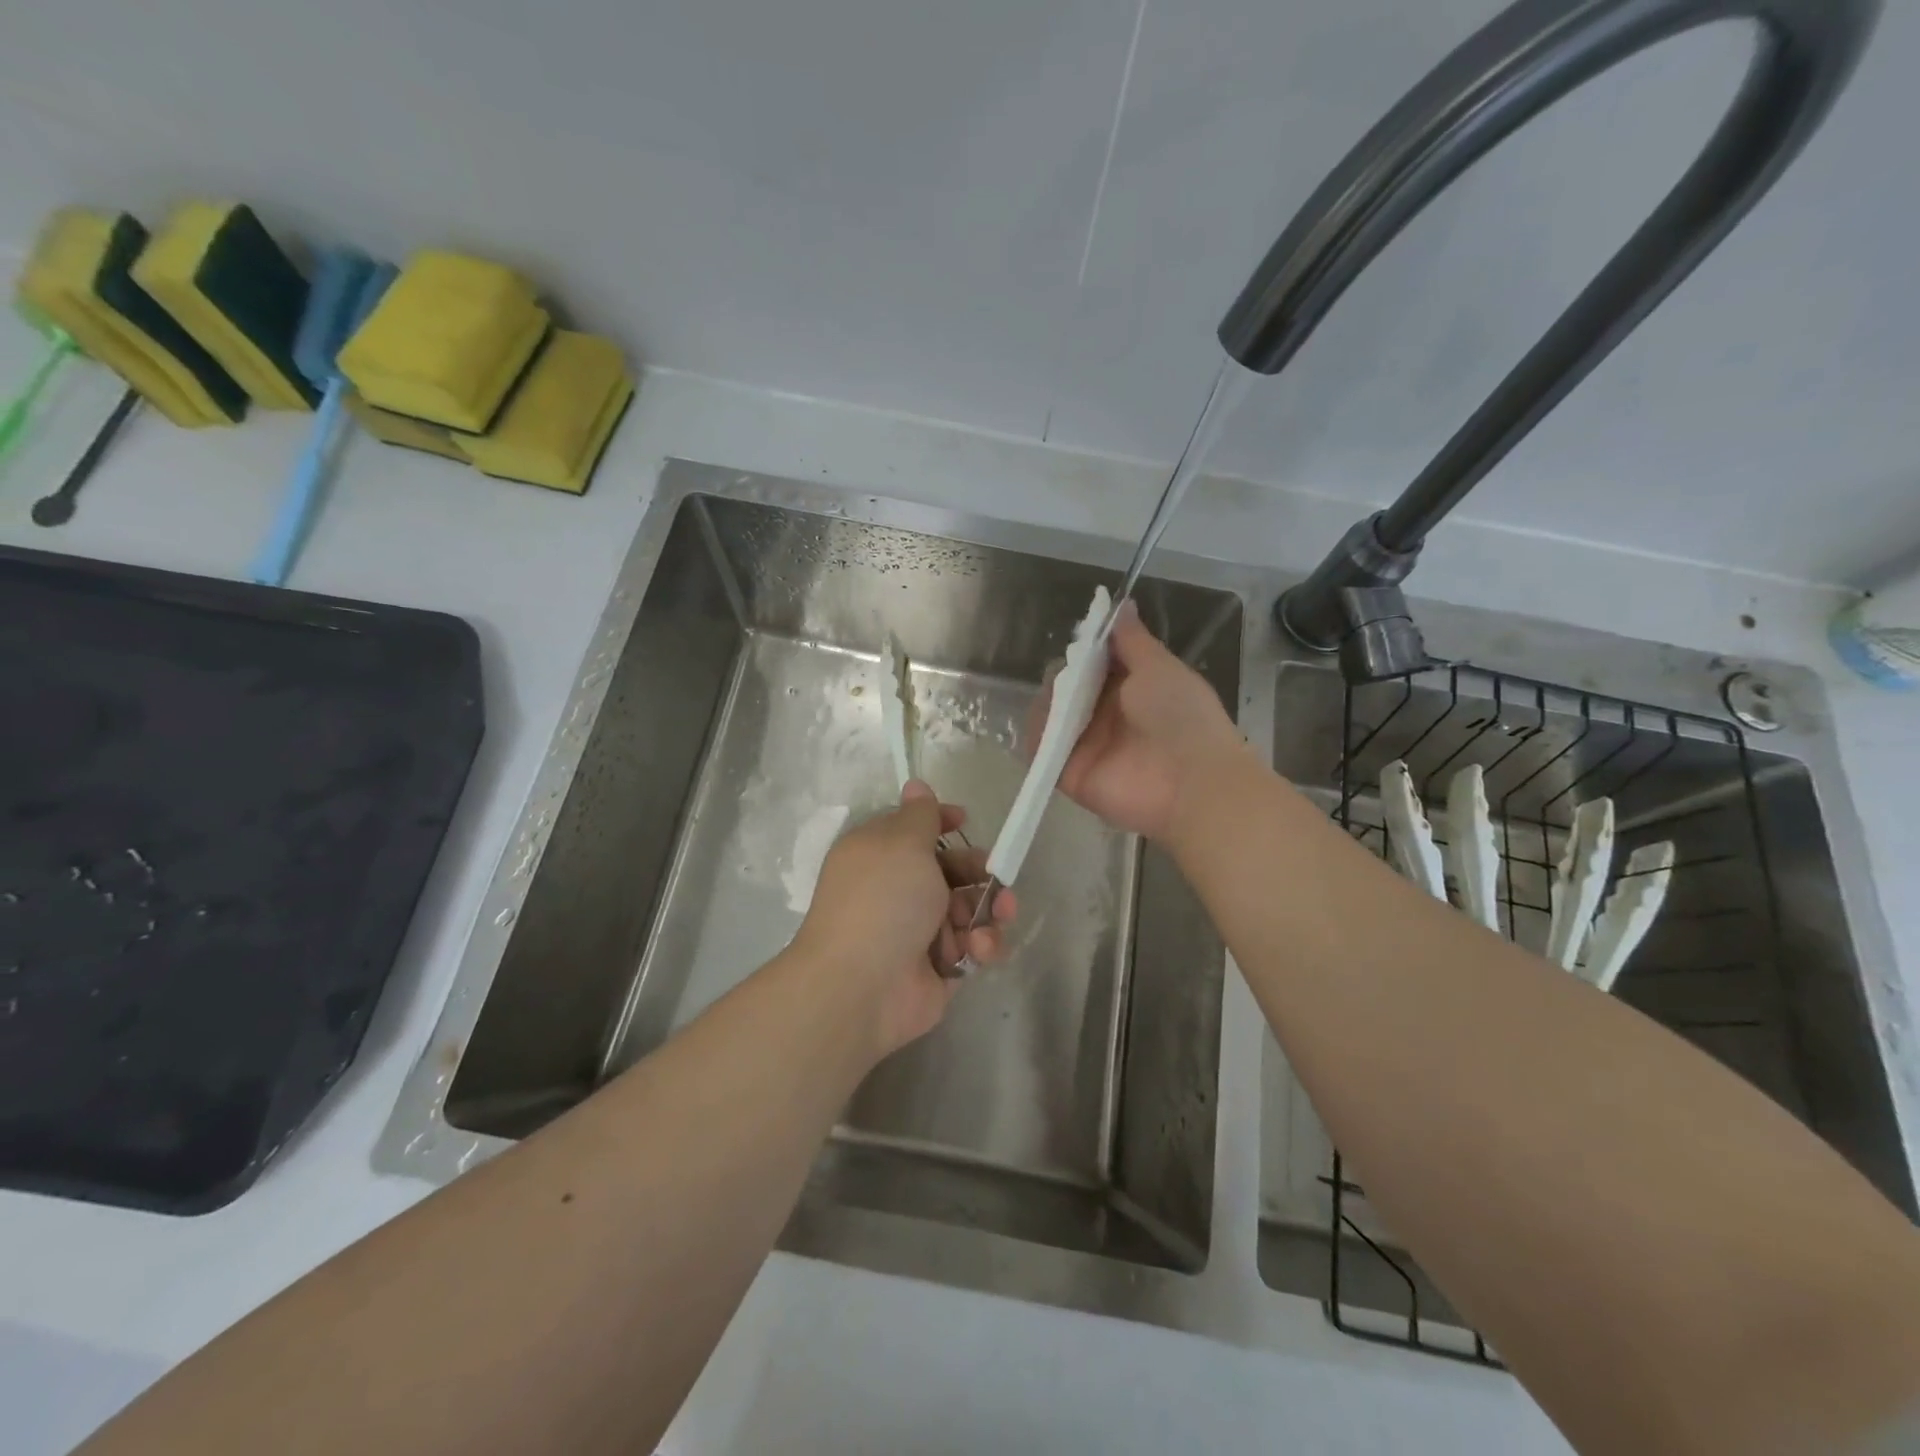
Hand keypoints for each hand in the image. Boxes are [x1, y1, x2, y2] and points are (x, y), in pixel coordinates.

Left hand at [793, 782, 1016, 1059]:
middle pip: (950, 871)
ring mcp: (918, 932)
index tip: (965, 820)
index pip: (915, 831)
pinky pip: (973, 947)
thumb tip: (915, 784)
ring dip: (988, 910)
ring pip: (969, 910)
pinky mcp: (939, 968)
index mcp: (880, 855)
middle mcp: (898, 890)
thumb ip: (919, 816)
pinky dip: (981, 945)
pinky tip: (978, 948)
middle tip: (994, 875)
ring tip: (996, 917)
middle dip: (979, 871)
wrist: (862, 987)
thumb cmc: (882, 901)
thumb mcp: (902, 843)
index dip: (942, 823)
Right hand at [1045, 601, 1246, 842]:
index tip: (1079, 639)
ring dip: (1048, 703)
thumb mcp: (1159, 667)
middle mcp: (1106, 717)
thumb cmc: (1181, 716)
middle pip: (1068, 690)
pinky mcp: (1070, 774)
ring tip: (1058, 699)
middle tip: (1067, 673)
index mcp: (1130, 690)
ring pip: (1051, 717)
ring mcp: (1086, 747)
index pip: (1095, 666)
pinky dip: (1037, 737)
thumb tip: (1121, 604)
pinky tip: (1044, 722)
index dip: (1084, 651)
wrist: (1192, 781)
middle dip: (1062, 676)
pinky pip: (1042, 752)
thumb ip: (1132, 640)